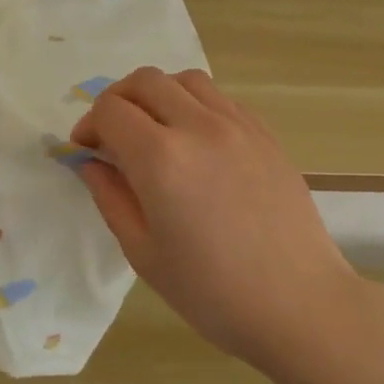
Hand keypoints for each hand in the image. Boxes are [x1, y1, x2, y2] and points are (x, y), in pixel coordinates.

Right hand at [71, 68, 363, 368]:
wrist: (298, 303)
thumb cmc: (212, 292)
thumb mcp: (144, 253)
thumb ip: (111, 197)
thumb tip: (91, 162)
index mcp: (161, 158)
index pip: (110, 110)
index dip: (88, 125)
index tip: (86, 150)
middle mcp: (198, 126)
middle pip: (145, 81)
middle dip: (117, 101)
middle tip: (112, 136)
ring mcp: (237, 125)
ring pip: (185, 80)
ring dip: (158, 95)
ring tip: (154, 131)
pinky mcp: (265, 133)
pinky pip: (220, 98)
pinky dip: (194, 104)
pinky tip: (195, 140)